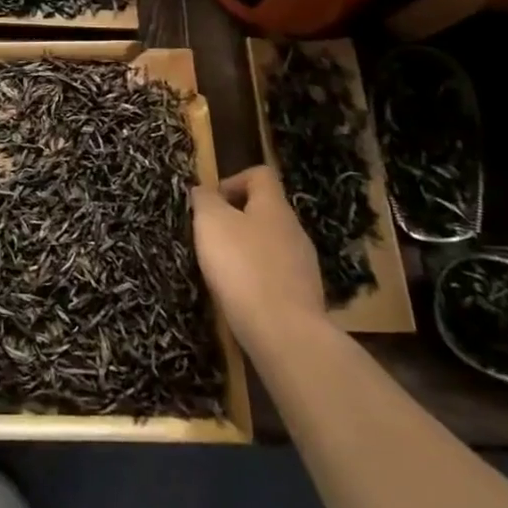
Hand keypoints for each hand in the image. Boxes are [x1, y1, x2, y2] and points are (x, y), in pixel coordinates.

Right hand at [192, 165, 325, 346]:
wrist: (284, 333)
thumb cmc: (243, 267)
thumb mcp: (211, 223)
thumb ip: (205, 200)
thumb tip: (204, 191)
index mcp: (274, 207)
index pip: (260, 175)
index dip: (232, 180)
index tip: (210, 203)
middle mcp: (294, 230)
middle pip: (264, 211)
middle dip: (234, 220)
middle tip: (209, 238)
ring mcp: (303, 265)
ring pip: (269, 245)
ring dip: (244, 251)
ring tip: (220, 270)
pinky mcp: (303, 297)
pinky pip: (274, 276)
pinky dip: (255, 280)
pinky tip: (239, 296)